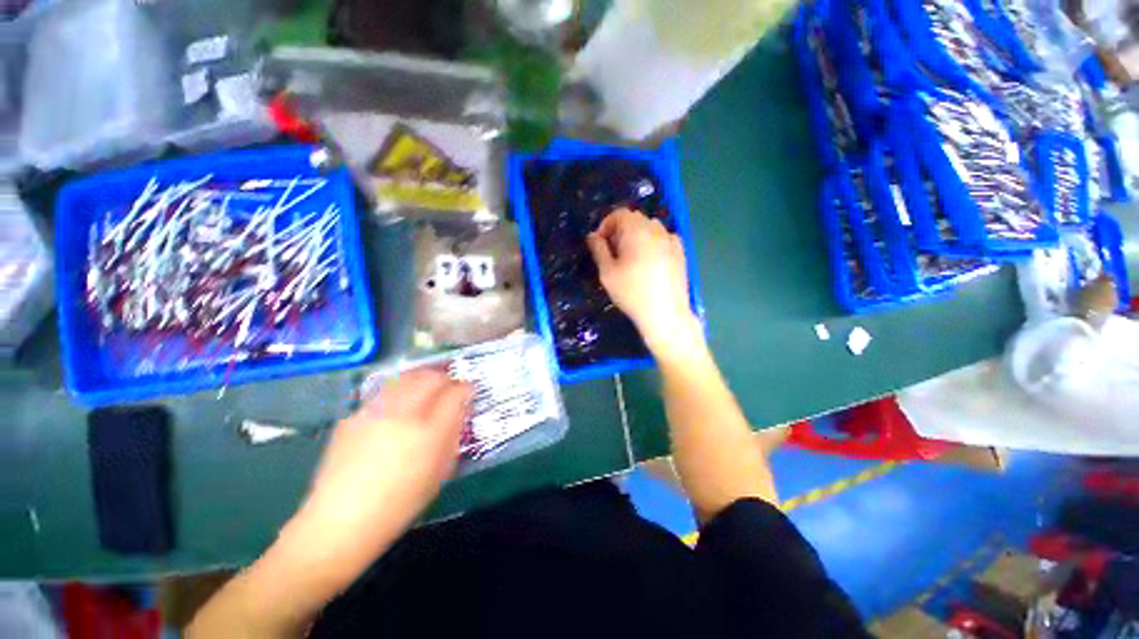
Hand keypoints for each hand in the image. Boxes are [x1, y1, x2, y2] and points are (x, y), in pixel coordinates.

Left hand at [298, 369, 471, 555]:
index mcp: (429, 432)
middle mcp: (403, 414)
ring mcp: (375, 412)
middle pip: (430, 378)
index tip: (468, 390)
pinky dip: (399, 390)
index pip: (455, 393)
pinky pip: (384, 391)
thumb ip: (452, 437)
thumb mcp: (439, 474)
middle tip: (449, 385)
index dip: (465, 388)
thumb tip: (458, 412)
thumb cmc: (399, 504)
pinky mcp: (354, 416)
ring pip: (405, 378)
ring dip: (422, 377)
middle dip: (445, 377)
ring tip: (426, 386)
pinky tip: (399, 404)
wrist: (340, 521)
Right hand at [587, 208, 702, 358]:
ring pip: (650, 228)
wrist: (665, 313)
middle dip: (620, 230)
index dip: (606, 225)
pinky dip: (652, 243)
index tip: (599, 243)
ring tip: (630, 258)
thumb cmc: (631, 293)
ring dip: (636, 236)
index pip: (619, 214)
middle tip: (613, 253)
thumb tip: (592, 236)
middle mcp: (656, 229)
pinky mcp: (680, 252)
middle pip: (635, 219)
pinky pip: (663, 238)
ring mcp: (671, 240)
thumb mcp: (607, 273)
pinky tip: (649, 263)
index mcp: (636, 231)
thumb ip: (598, 250)